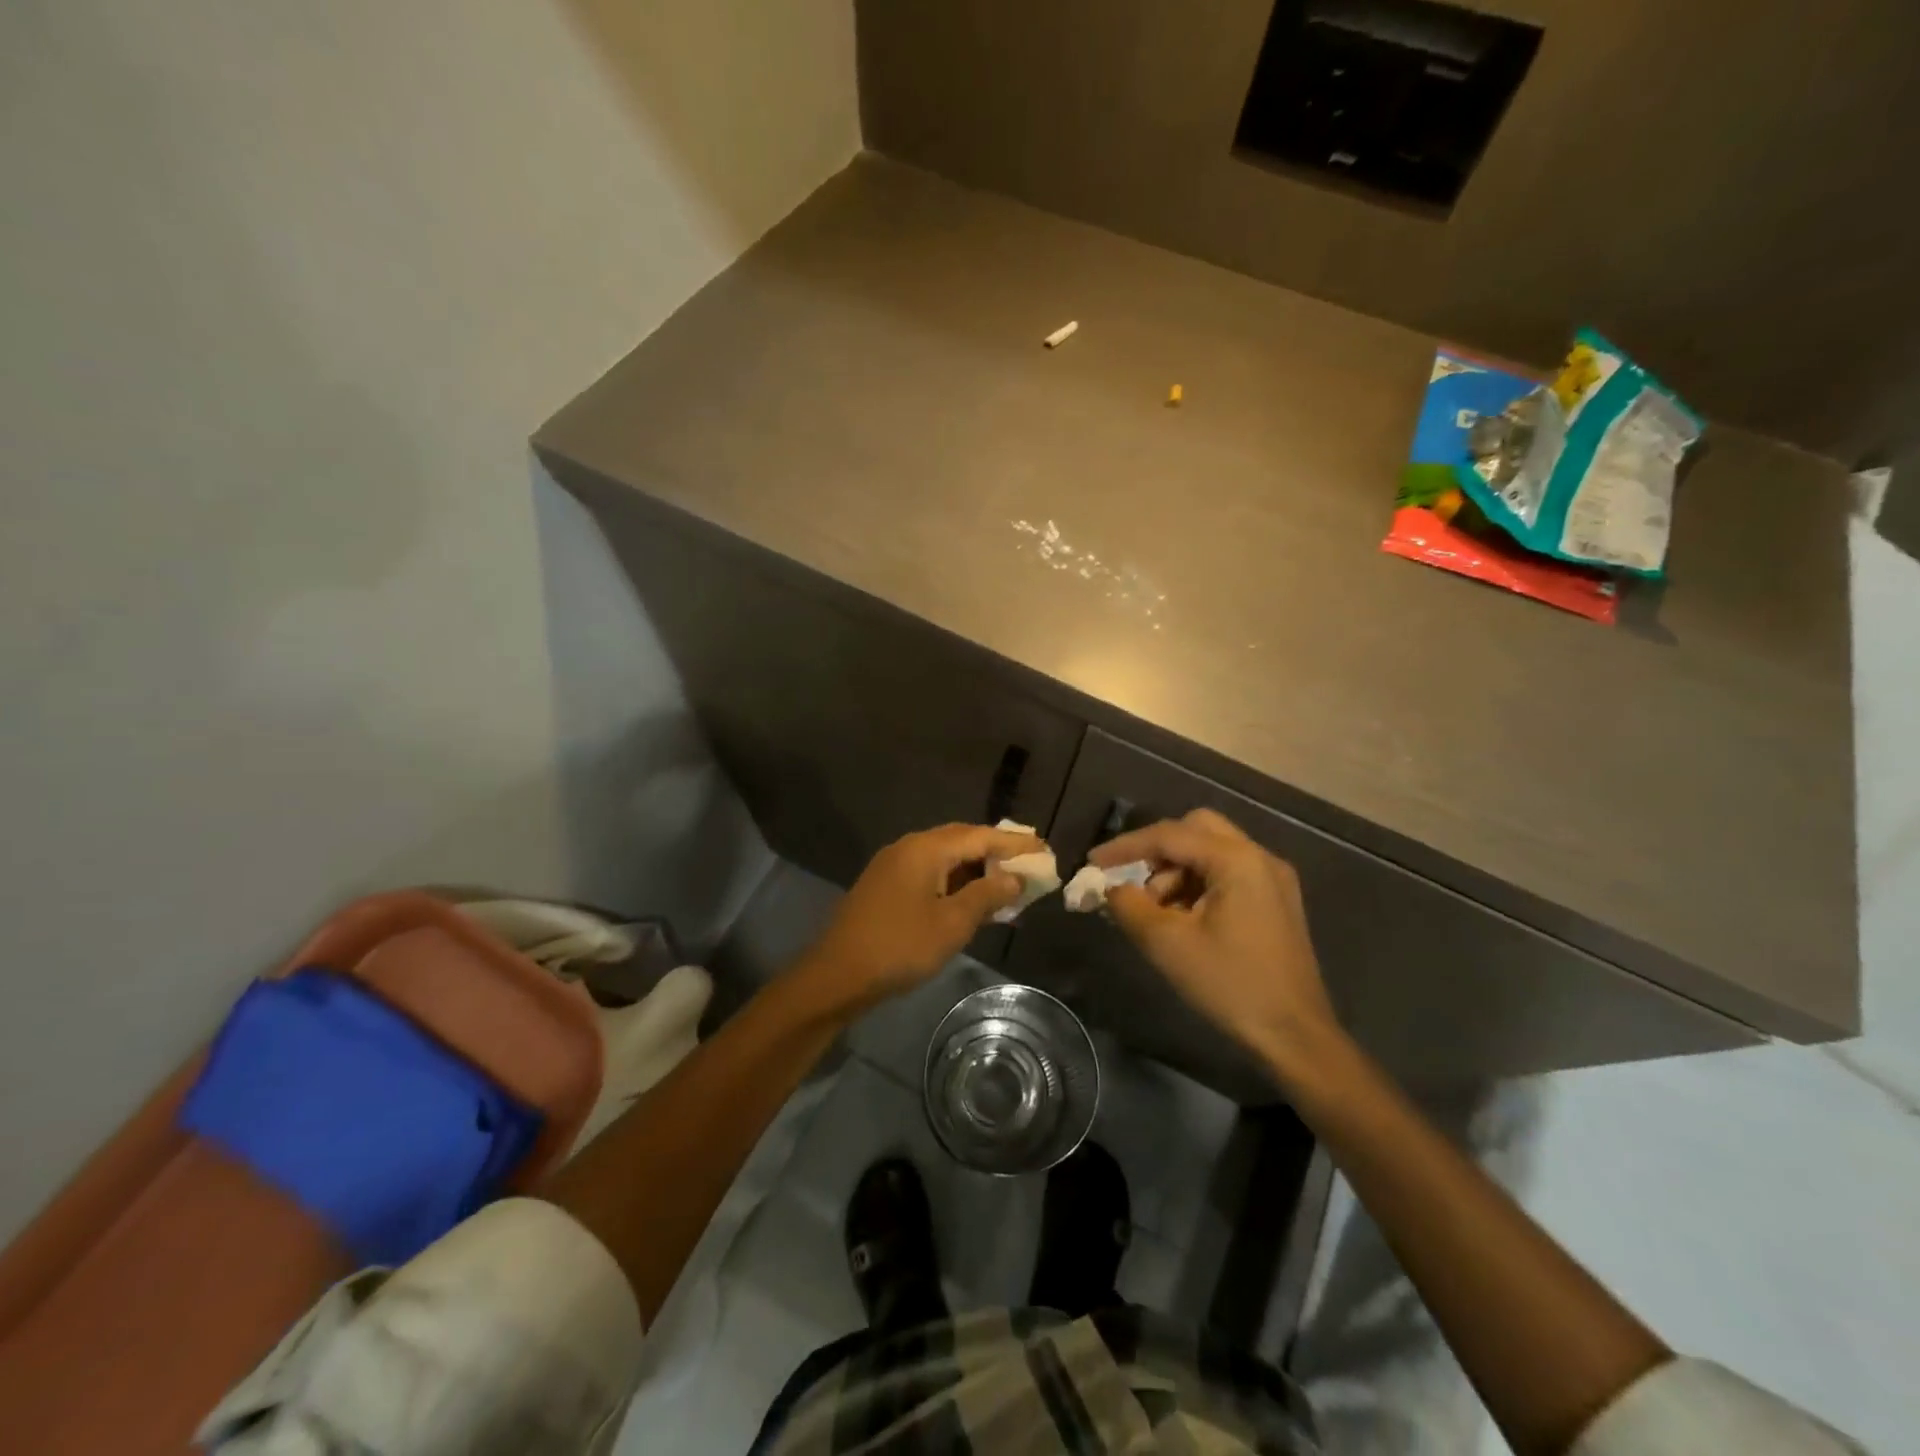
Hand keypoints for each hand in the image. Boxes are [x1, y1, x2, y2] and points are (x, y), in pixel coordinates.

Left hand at [800, 823, 1042, 1012]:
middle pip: (962, 840)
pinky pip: (930, 873)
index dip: (1014, 843)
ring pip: (945, 857)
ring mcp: (894, 866)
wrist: (837, 975)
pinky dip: (956, 881)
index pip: (980, 836)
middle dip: (996, 851)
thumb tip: (1015, 878)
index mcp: (926, 848)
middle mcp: (909, 847)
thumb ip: (987, 896)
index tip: (1044, 848)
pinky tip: (972, 898)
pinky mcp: (886, 886)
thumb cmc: (900, 946)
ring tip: (1008, 882)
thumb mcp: (952, 923)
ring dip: (976, 868)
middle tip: (1029, 861)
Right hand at [1090, 809, 1340, 1080]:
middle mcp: (1259, 858)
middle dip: (1156, 852)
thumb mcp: (1167, 944)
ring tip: (1155, 912)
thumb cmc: (1230, 985)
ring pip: (1211, 852)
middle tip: (1132, 881)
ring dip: (1176, 871)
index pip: (1169, 835)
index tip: (1093, 863)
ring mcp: (1272, 880)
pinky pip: (1227, 874)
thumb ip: (1129, 906)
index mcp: (1237, 860)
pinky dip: (1197, 885)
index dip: (1126, 847)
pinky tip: (1182, 919)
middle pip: (1195, 830)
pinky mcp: (1276, 902)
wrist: (1295, 1036)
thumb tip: (1111, 888)